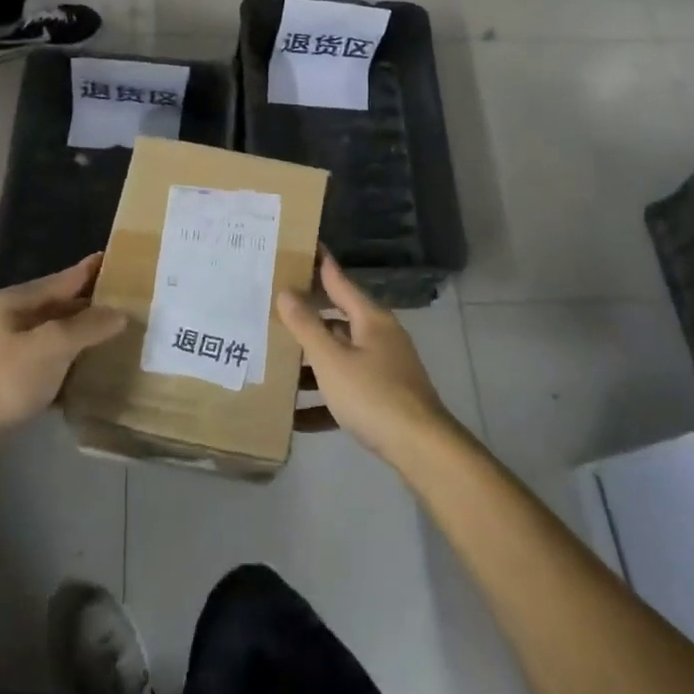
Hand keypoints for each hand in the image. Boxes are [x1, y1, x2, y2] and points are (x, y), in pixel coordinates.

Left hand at [0, 254, 124, 436]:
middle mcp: (10, 320)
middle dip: (93, 306)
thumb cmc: (3, 378)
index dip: (94, 270)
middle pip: (60, 306)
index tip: (124, 261)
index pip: (65, 278)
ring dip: (83, 337)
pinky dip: (70, 365)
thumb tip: (120, 313)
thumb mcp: (51, 345)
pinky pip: (48, 364)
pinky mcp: (9, 382)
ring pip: (56, 337)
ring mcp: (7, 352)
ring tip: (119, 338)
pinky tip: (92, 373)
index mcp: (16, 301)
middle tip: (132, 305)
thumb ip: (88, 326)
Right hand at [277, 256, 455, 465]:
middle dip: (306, 321)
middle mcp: (380, 337)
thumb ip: (306, 326)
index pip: (339, 281)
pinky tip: (296, 418)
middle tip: (272, 310)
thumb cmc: (373, 395)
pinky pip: (347, 391)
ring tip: (276, 367)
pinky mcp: (385, 399)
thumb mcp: (331, 360)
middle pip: (337, 321)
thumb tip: (286, 292)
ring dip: (311, 365)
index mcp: (370, 319)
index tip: (303, 246)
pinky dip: (324, 400)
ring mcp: (385, 368)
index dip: (320, 264)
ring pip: (340, 358)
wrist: (421, 448)